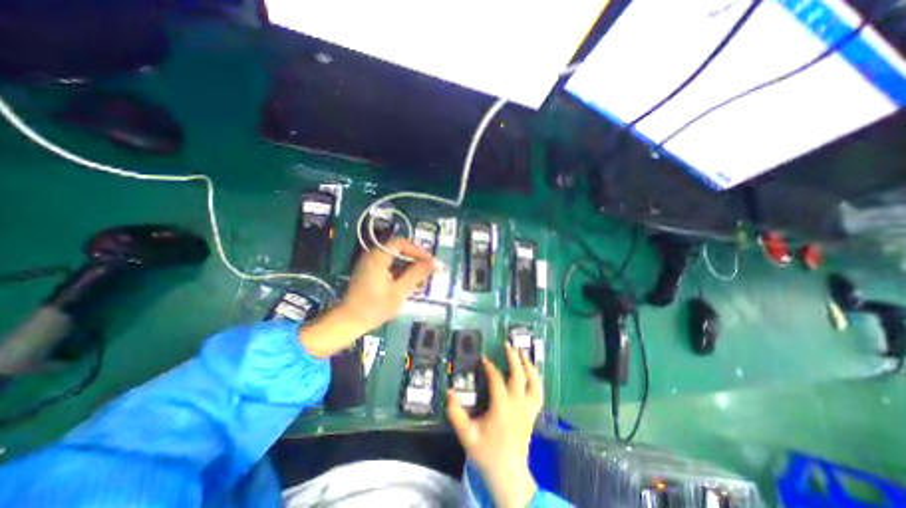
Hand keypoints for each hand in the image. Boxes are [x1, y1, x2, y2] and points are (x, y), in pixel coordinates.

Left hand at [342, 239, 435, 333]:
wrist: (350, 322)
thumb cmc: (375, 307)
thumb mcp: (399, 291)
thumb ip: (417, 274)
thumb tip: (436, 263)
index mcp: (378, 257)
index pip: (402, 243)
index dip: (418, 250)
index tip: (430, 261)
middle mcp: (373, 256)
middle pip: (399, 250)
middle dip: (416, 259)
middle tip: (429, 270)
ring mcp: (371, 264)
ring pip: (396, 259)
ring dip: (410, 266)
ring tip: (422, 278)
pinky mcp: (371, 272)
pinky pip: (390, 266)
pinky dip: (402, 272)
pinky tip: (410, 283)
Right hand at [448, 344, 543, 506]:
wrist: (509, 474)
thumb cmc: (487, 453)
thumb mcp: (467, 435)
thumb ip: (455, 413)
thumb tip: (448, 392)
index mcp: (502, 406)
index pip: (496, 379)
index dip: (489, 366)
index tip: (483, 357)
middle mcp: (517, 404)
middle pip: (518, 375)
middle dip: (513, 357)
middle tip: (507, 344)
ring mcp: (528, 409)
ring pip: (533, 382)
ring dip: (528, 366)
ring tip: (523, 353)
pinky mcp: (533, 414)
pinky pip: (539, 394)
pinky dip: (537, 380)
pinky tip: (533, 373)